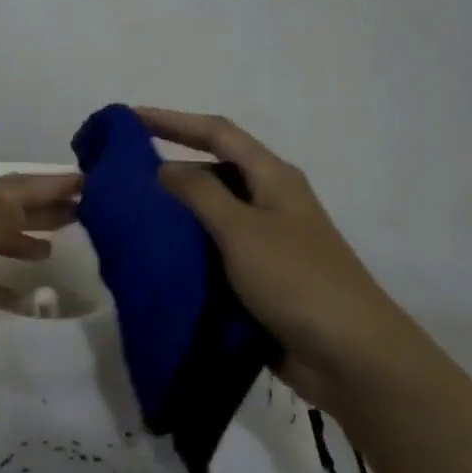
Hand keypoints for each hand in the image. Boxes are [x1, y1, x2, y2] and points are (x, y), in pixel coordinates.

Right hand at [138, 108, 410, 402]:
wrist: (350, 354)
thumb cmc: (296, 280)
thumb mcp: (242, 230)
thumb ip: (200, 194)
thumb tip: (164, 168)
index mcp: (273, 177)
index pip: (217, 133)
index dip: (173, 121)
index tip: (129, 118)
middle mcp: (270, 201)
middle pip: (214, 171)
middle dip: (170, 168)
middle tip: (121, 176)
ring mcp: (267, 241)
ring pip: (212, 214)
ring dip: (176, 212)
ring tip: (129, 216)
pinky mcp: (260, 277)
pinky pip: (216, 251)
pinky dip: (188, 249)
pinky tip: (157, 257)